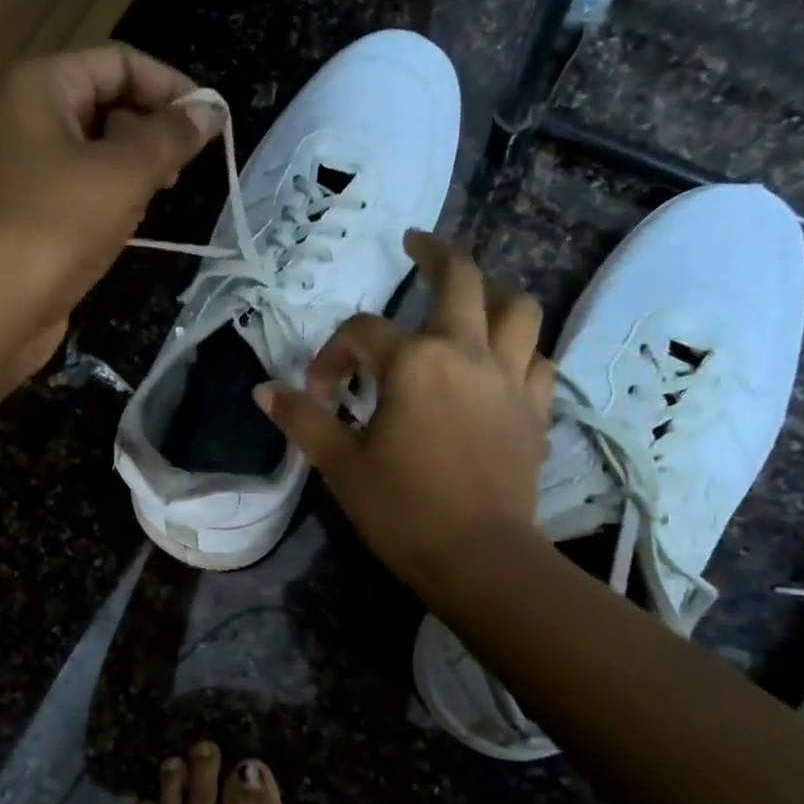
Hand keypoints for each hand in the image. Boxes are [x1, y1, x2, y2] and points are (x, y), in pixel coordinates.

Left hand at [0, 43, 223, 379]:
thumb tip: (210, 110)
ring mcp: (23, 171)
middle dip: (150, 131)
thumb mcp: (123, 174)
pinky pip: (79, 192)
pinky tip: (127, 227)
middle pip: (104, 104)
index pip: (117, 63)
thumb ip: (170, 137)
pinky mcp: (28, 216)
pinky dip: (109, 202)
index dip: (168, 85)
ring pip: (94, 153)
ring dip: (132, 171)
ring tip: (157, 199)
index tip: (210, 121)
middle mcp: (25, 118)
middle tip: (181, 170)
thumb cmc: (56, 225)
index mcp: (40, 87)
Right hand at [254, 231, 554, 594]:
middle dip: (436, 254)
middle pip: (463, 279)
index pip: (363, 334)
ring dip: (494, 295)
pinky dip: (522, 353)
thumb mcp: (340, 465)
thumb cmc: (403, 509)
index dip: (333, 355)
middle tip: (416, 245)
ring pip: (519, 310)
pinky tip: (504, 365)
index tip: (317, 392)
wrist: (478, 557)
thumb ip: (304, 420)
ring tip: (474, 299)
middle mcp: (468, 353)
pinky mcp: (537, 412)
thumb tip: (264, 391)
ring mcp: (511, 379)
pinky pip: (539, 362)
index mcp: (415, 361)